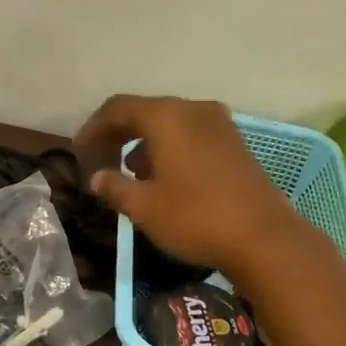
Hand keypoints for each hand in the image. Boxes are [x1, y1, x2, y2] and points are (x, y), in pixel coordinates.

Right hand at [75, 94, 305, 274]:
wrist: (264, 238)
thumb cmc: (196, 217)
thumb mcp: (145, 207)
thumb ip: (115, 187)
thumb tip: (98, 177)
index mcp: (167, 116)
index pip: (118, 108)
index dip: (94, 128)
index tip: (80, 151)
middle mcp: (194, 110)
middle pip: (146, 112)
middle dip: (119, 135)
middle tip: (101, 161)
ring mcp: (220, 125)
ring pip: (171, 124)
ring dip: (146, 143)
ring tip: (131, 174)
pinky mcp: (236, 144)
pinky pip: (192, 135)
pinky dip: (171, 149)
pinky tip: (166, 178)